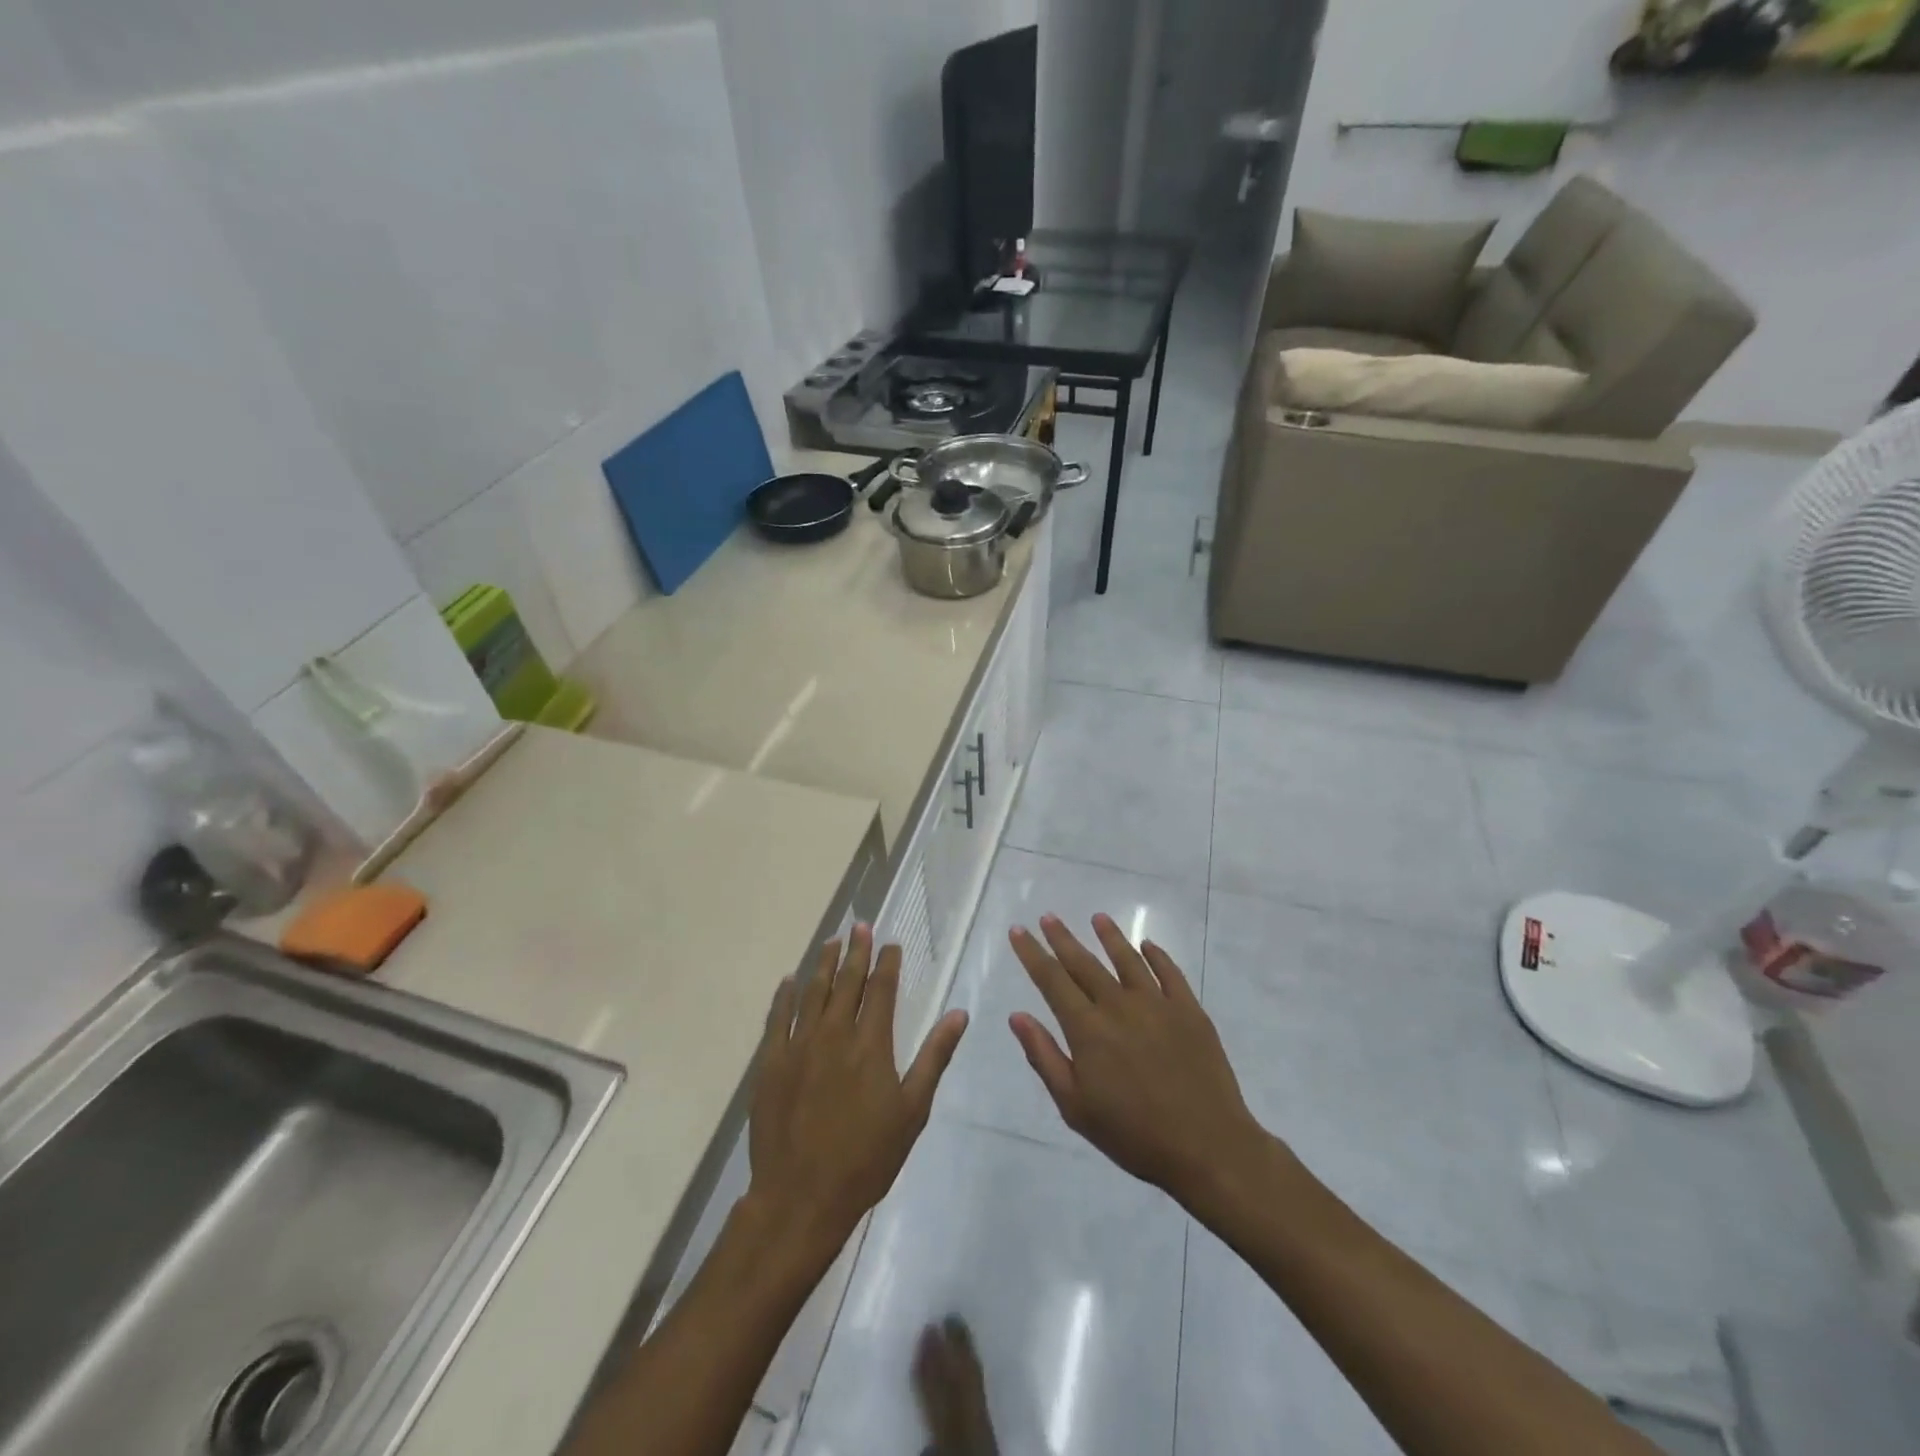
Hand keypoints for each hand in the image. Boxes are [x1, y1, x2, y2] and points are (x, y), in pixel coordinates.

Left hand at [747, 925, 967, 1256]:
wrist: (801, 1197)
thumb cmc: (866, 1158)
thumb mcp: (912, 1111)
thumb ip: (934, 1057)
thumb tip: (958, 1014)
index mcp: (870, 1044)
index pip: (881, 989)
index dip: (887, 963)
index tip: (891, 943)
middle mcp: (833, 1034)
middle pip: (846, 982)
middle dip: (856, 951)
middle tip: (860, 926)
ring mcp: (798, 1046)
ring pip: (812, 992)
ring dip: (824, 964)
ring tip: (832, 942)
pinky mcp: (770, 1063)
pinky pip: (777, 1018)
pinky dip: (784, 996)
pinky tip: (789, 981)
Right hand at [1008, 915, 1267, 1203]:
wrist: (1208, 1147)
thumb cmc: (1134, 1135)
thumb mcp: (1075, 1107)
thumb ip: (1044, 1057)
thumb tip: (1018, 1015)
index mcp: (1087, 1029)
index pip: (1052, 980)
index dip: (1032, 953)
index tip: (1018, 930)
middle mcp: (1119, 1005)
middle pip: (1084, 962)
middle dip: (1062, 938)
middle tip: (1049, 916)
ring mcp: (1157, 1004)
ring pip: (1127, 958)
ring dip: (1110, 936)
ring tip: (1097, 917)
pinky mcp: (1190, 1010)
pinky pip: (1170, 972)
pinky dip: (1156, 955)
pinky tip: (1148, 945)